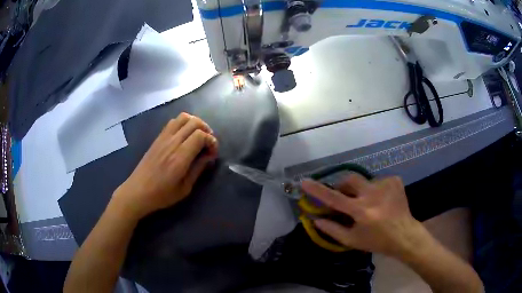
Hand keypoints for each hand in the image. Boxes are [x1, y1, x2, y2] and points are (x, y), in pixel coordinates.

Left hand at [112, 113, 217, 220]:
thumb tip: (209, 155)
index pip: (200, 135)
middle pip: (194, 122)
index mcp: (180, 157)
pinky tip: (184, 136)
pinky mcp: (158, 138)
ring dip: (195, 123)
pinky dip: (183, 123)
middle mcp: (172, 142)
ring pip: (183, 117)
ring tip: (198, 135)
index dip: (211, 141)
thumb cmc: (162, 194)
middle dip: (206, 129)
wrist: (138, 191)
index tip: (213, 153)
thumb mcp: (185, 188)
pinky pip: (172, 122)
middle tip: (208, 143)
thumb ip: (198, 169)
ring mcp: (163, 138)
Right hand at [302, 175, 425, 257]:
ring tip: (370, 204)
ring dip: (362, 191)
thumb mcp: (352, 240)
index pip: (334, 198)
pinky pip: (378, 181)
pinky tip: (381, 201)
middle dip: (343, 186)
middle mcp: (373, 194)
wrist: (405, 235)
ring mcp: (386, 185)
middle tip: (345, 197)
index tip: (304, 181)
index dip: (317, 190)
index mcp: (362, 211)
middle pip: (350, 179)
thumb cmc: (377, 241)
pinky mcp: (395, 180)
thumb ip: (332, 229)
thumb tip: (315, 220)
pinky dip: (375, 190)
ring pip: (365, 181)